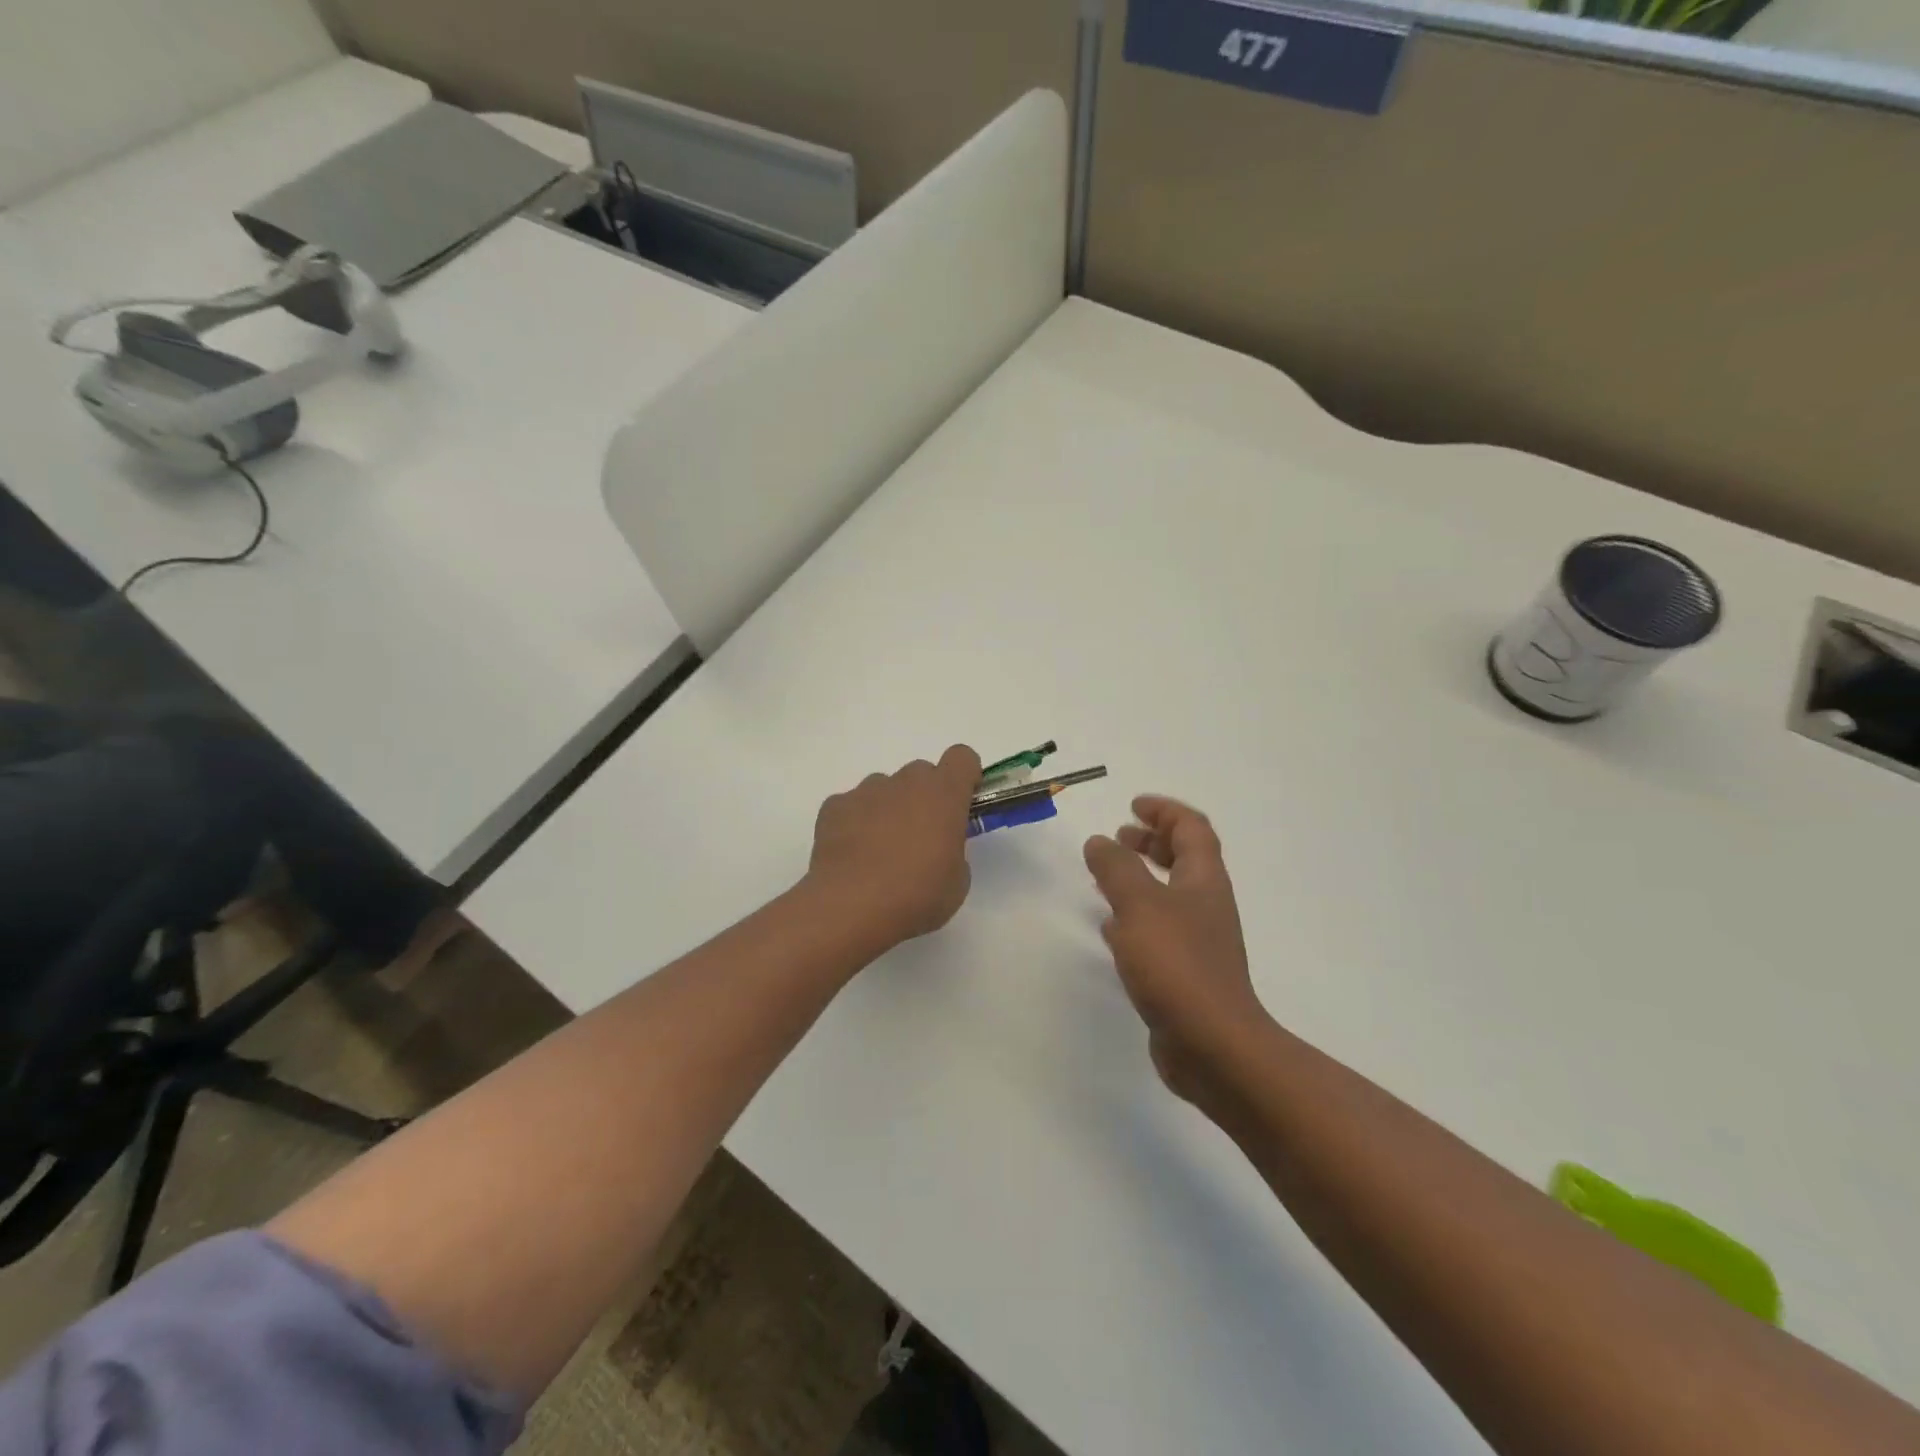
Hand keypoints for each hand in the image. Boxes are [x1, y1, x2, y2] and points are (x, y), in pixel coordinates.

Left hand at [806, 744, 982, 952]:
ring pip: (884, 788)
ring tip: (880, 852)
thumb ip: (953, 852)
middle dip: (924, 798)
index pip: (962, 757)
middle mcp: (905, 782)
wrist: (851, 907)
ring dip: (889, 809)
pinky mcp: (834, 807)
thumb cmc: (916, 895)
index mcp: (943, 794)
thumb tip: (938, 850)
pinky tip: (852, 856)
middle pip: (921, 773)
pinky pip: (852, 806)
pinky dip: (856, 823)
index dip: (965, 776)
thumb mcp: (956, 882)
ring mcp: (866, 791)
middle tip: (921, 838)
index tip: (962, 802)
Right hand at [1084, 796, 1267, 1099]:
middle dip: (1152, 841)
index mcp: (1203, 880)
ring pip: (1169, 895)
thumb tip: (1100, 841)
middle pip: (1185, 858)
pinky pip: (1158, 930)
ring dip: (1141, 878)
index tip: (1133, 806)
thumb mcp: (1139, 904)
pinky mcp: (1184, 972)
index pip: (1192, 828)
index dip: (1164, 811)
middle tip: (1119, 838)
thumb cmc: (1177, 964)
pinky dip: (1134, 917)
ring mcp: (1198, 941)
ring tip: (1107, 876)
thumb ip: (1116, 868)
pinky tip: (1110, 927)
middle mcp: (1206, 905)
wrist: (1211, 1044)